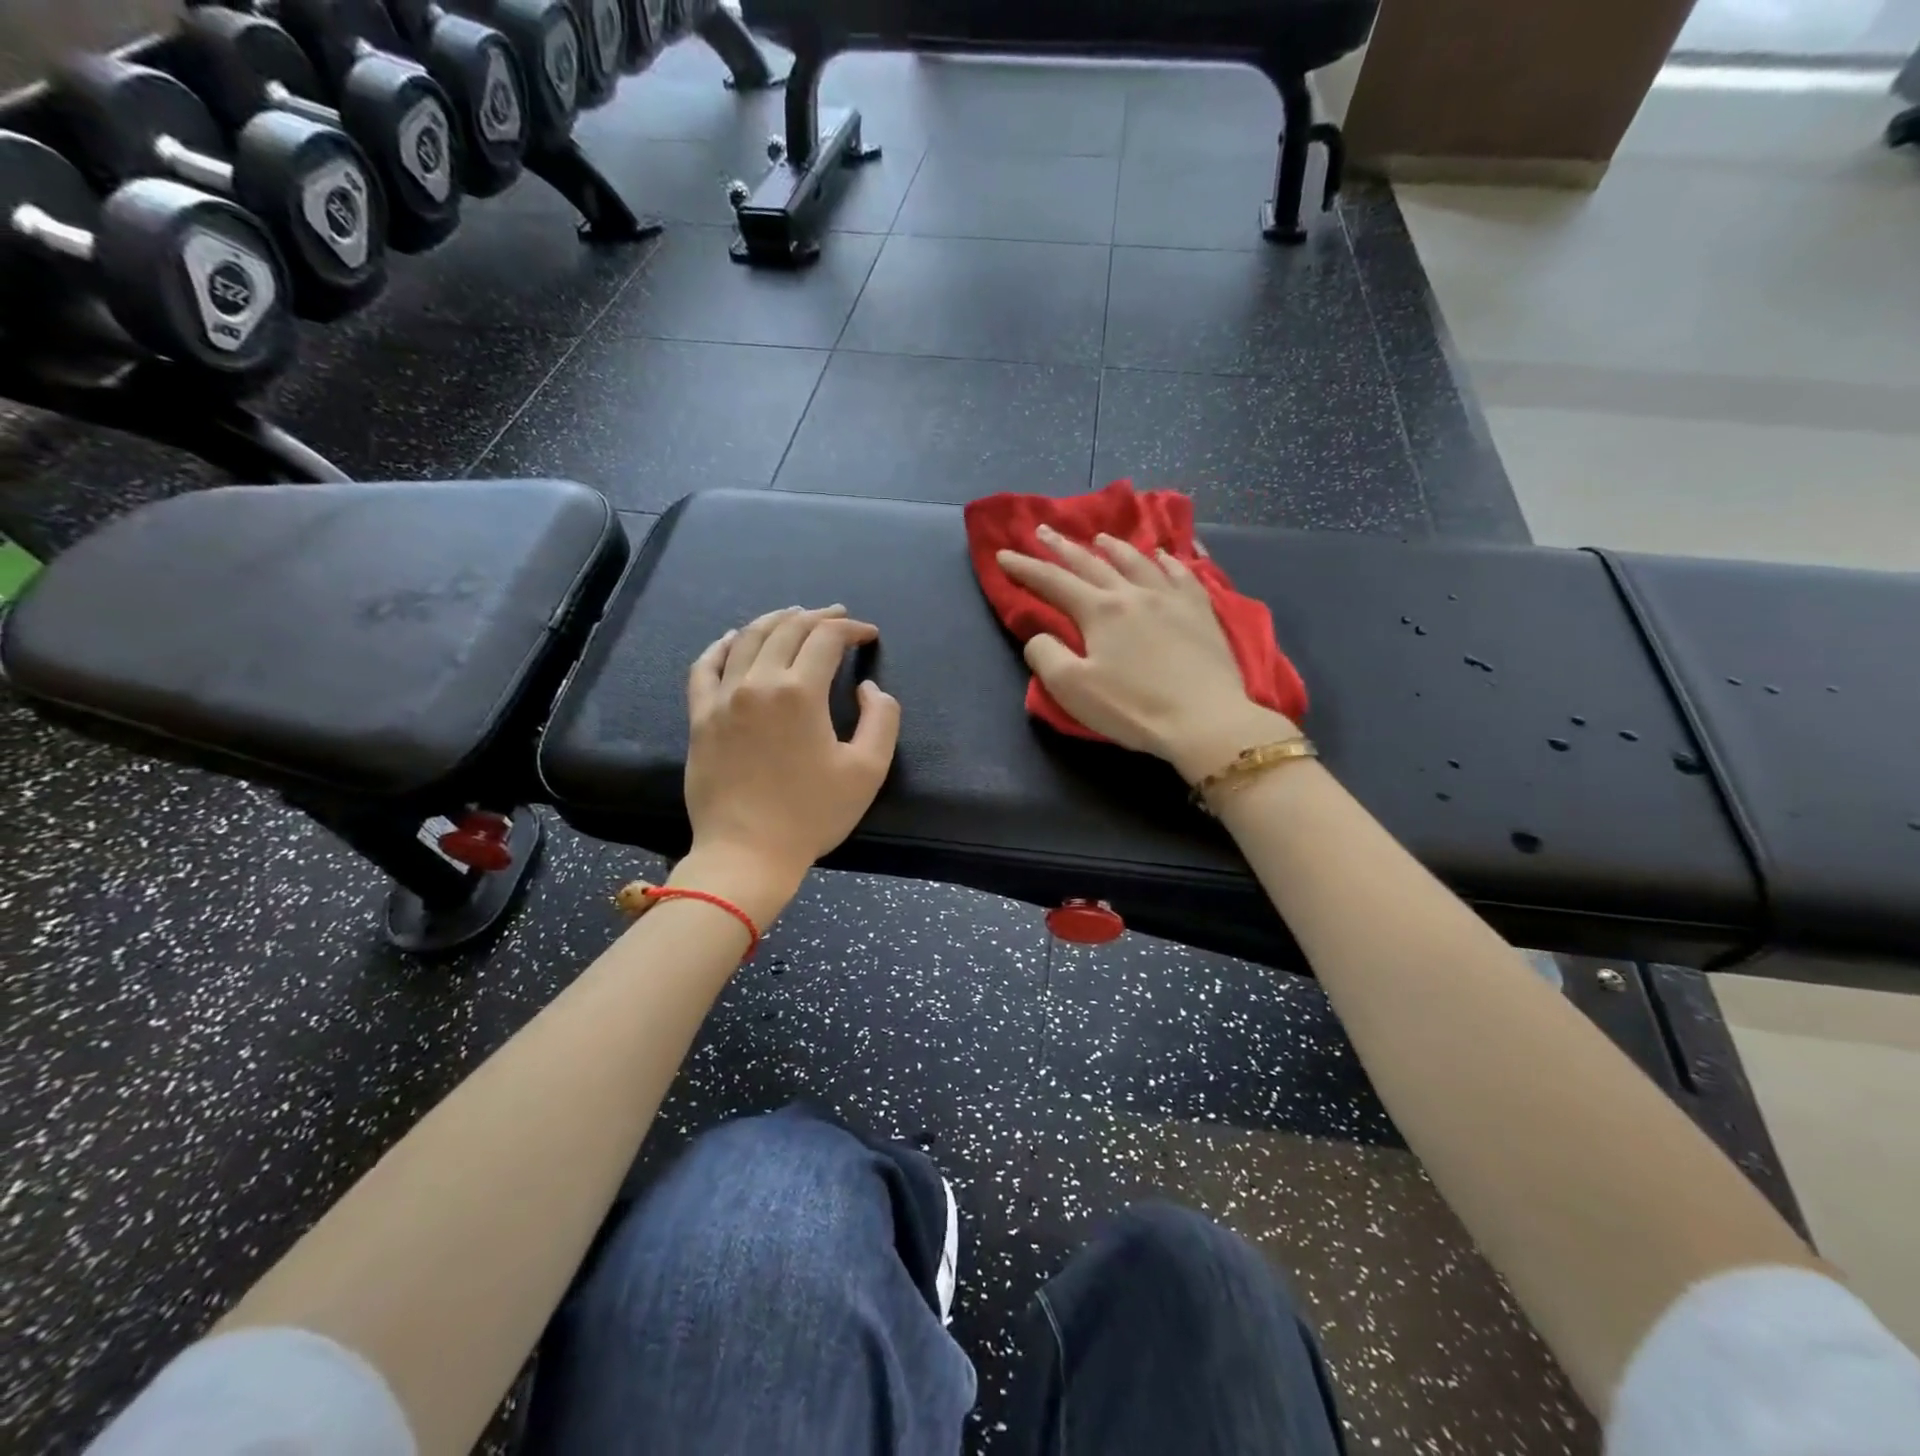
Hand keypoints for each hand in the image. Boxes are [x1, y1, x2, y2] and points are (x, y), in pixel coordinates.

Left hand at [680, 606, 900, 915]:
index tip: (869, 635)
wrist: (747, 853)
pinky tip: (734, 638)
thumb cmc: (812, 814)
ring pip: (748, 639)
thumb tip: (868, 687)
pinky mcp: (700, 717)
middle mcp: (757, 683)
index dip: (851, 630)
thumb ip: (882, 718)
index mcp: (799, 693)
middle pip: (787, 629)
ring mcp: (722, 698)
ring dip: (775, 620)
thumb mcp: (868, 770)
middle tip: (838, 617)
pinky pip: (705, 667)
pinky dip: (722, 645)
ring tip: (794, 615)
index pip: (826, 639)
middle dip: (818, 617)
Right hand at [997, 526, 1296, 781]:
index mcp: (1099, 611)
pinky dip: (1167, 560)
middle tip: (1043, 530)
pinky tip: (1163, 556)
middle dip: (1062, 547)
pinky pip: (1181, 574)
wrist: (1205, 720)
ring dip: (1113, 548)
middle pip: (1091, 563)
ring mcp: (1171, 598)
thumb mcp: (1072, 689)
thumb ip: (1045, 655)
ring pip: (1136, 561)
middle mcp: (1133, 593)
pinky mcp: (1201, 611)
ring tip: (1100, 538)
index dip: (1025, 568)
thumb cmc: (1133, 707)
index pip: (1053, 582)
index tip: (1003, 555)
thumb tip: (1040, 636)